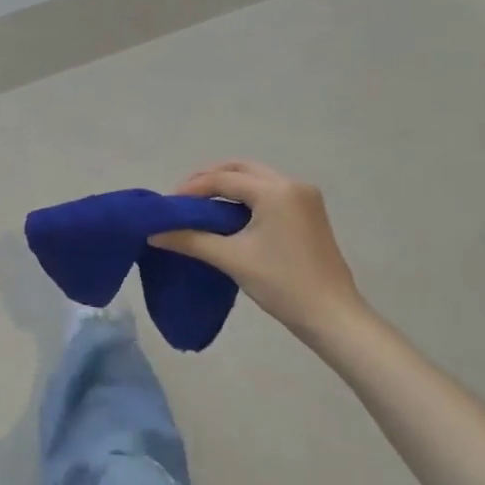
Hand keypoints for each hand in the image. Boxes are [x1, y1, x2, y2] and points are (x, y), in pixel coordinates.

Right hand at [149, 160, 364, 334]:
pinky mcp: (309, 212)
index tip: (168, 204)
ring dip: (228, 185)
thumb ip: (190, 240)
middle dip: (209, 178)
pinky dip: (246, 196)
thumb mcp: (231, 259)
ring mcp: (305, 197)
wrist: (331, 315)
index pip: (224, 179)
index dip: (192, 188)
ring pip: (257, 178)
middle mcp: (293, 184)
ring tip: (201, 205)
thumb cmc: (281, 284)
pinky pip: (270, 191)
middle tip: (183, 197)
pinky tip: (229, 214)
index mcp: (276, 191)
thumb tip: (153, 234)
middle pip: (241, 169)